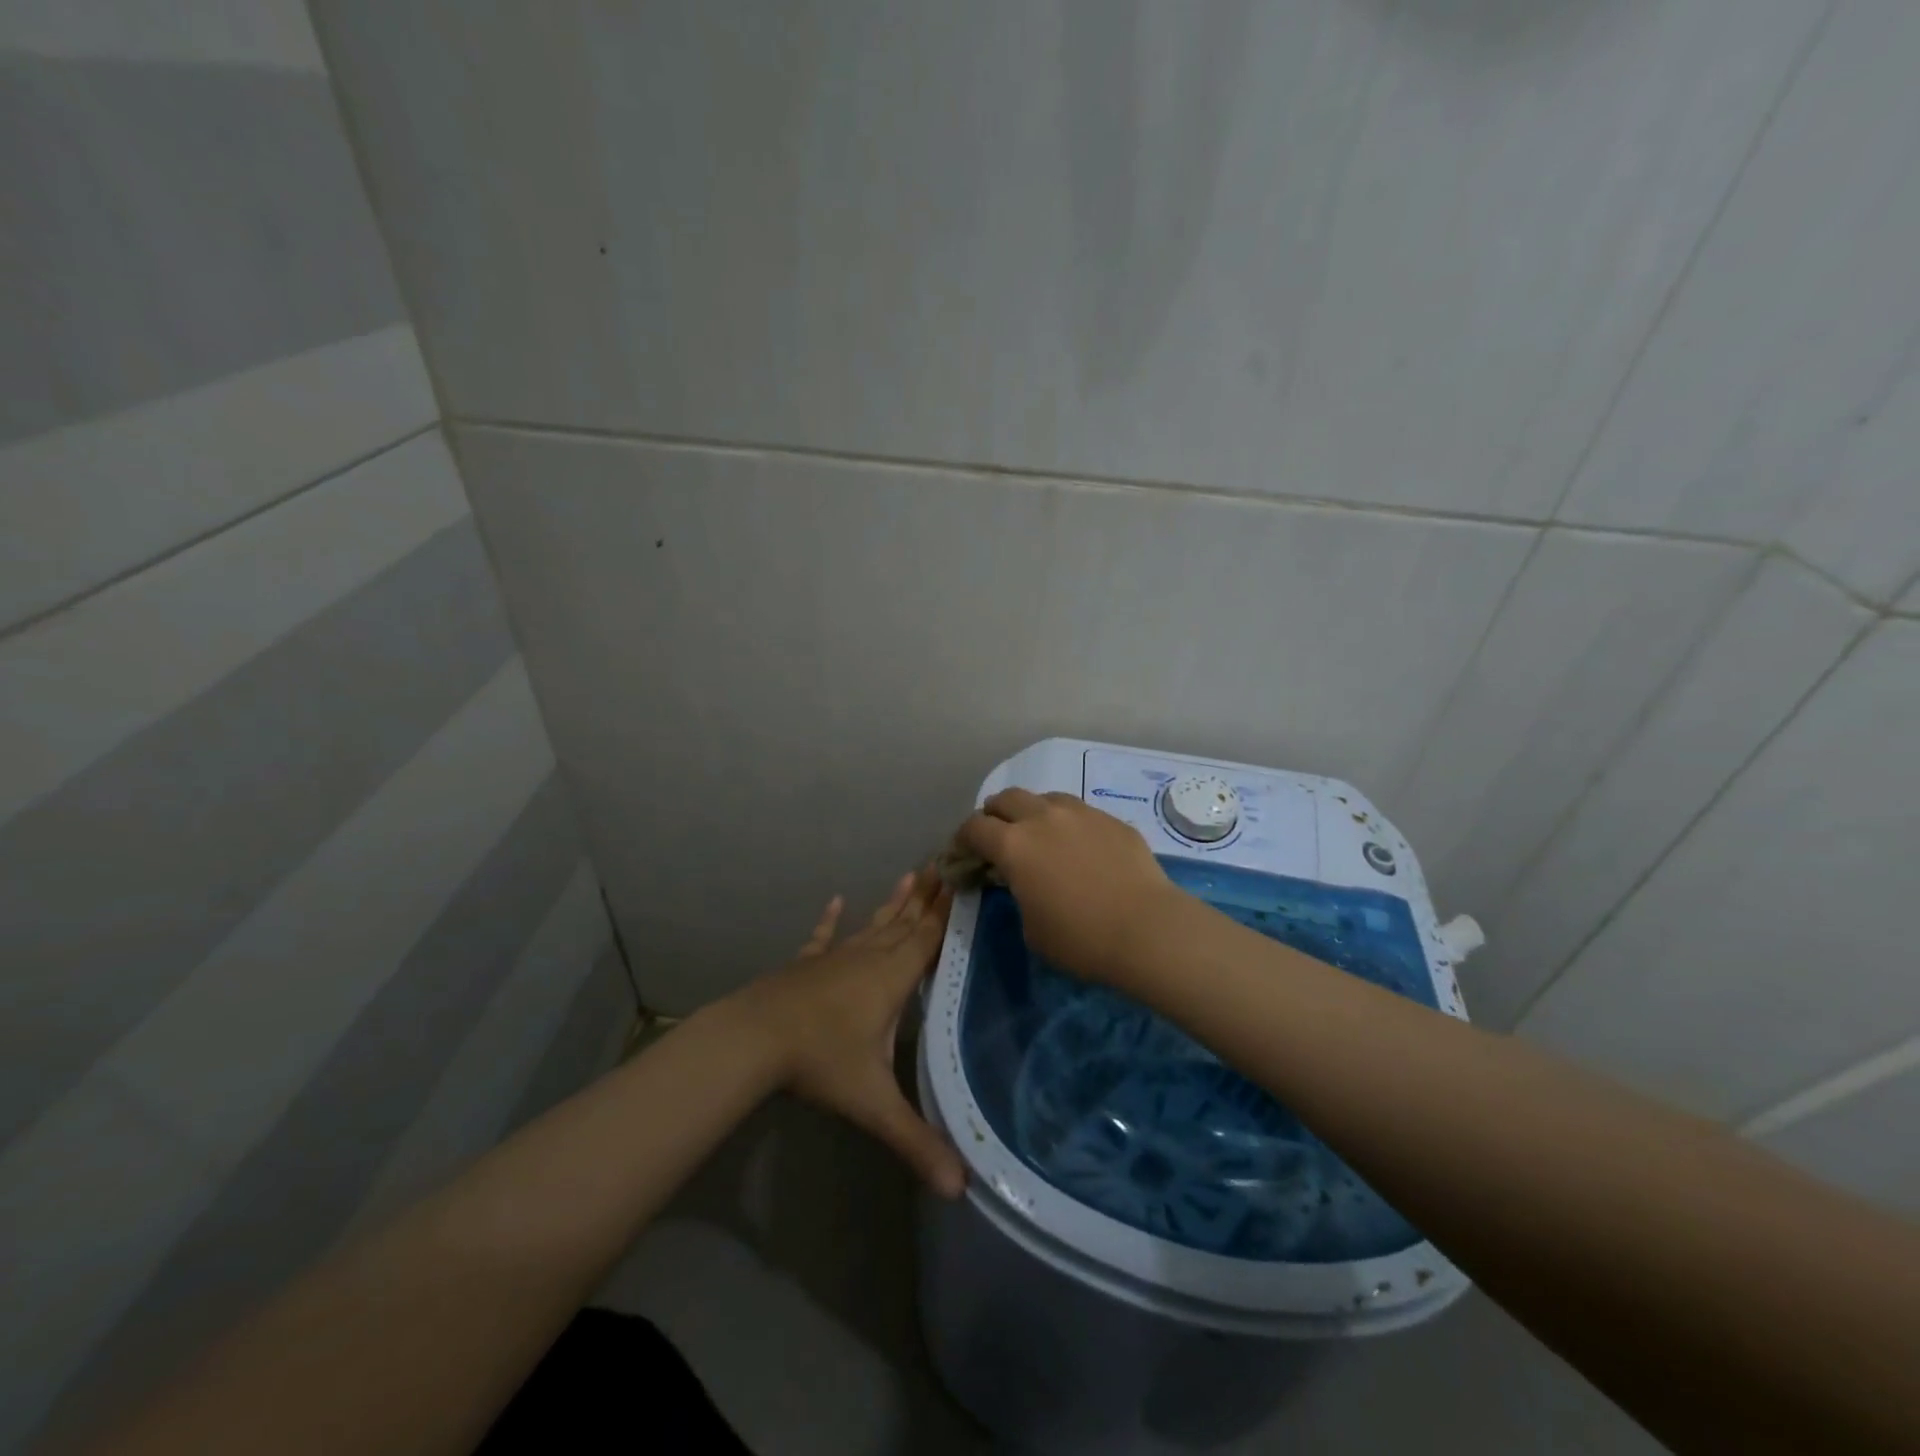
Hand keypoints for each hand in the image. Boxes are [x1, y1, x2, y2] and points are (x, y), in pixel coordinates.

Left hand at [728, 871, 965, 1197]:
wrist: (753, 1039)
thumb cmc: (820, 1061)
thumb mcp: (873, 1103)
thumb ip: (916, 1142)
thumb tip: (961, 1190)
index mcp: (892, 978)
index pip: (929, 939)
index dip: (949, 912)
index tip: (964, 879)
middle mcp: (868, 958)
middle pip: (905, 923)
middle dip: (927, 897)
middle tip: (944, 864)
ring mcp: (835, 959)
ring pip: (873, 925)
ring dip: (893, 902)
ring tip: (910, 874)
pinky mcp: (807, 965)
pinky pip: (824, 938)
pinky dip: (830, 921)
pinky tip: (835, 901)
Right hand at [955, 789, 1181, 981]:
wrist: (1147, 929)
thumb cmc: (1080, 939)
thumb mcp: (1031, 928)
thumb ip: (1018, 894)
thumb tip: (1023, 883)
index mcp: (1014, 845)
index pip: (974, 827)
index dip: (962, 840)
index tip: (964, 854)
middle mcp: (1043, 818)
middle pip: (1006, 798)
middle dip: (994, 815)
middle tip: (997, 837)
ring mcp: (1080, 814)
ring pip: (1045, 798)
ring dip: (1032, 812)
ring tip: (1039, 835)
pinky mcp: (1111, 820)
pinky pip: (1079, 812)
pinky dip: (1067, 823)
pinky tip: (1079, 847)